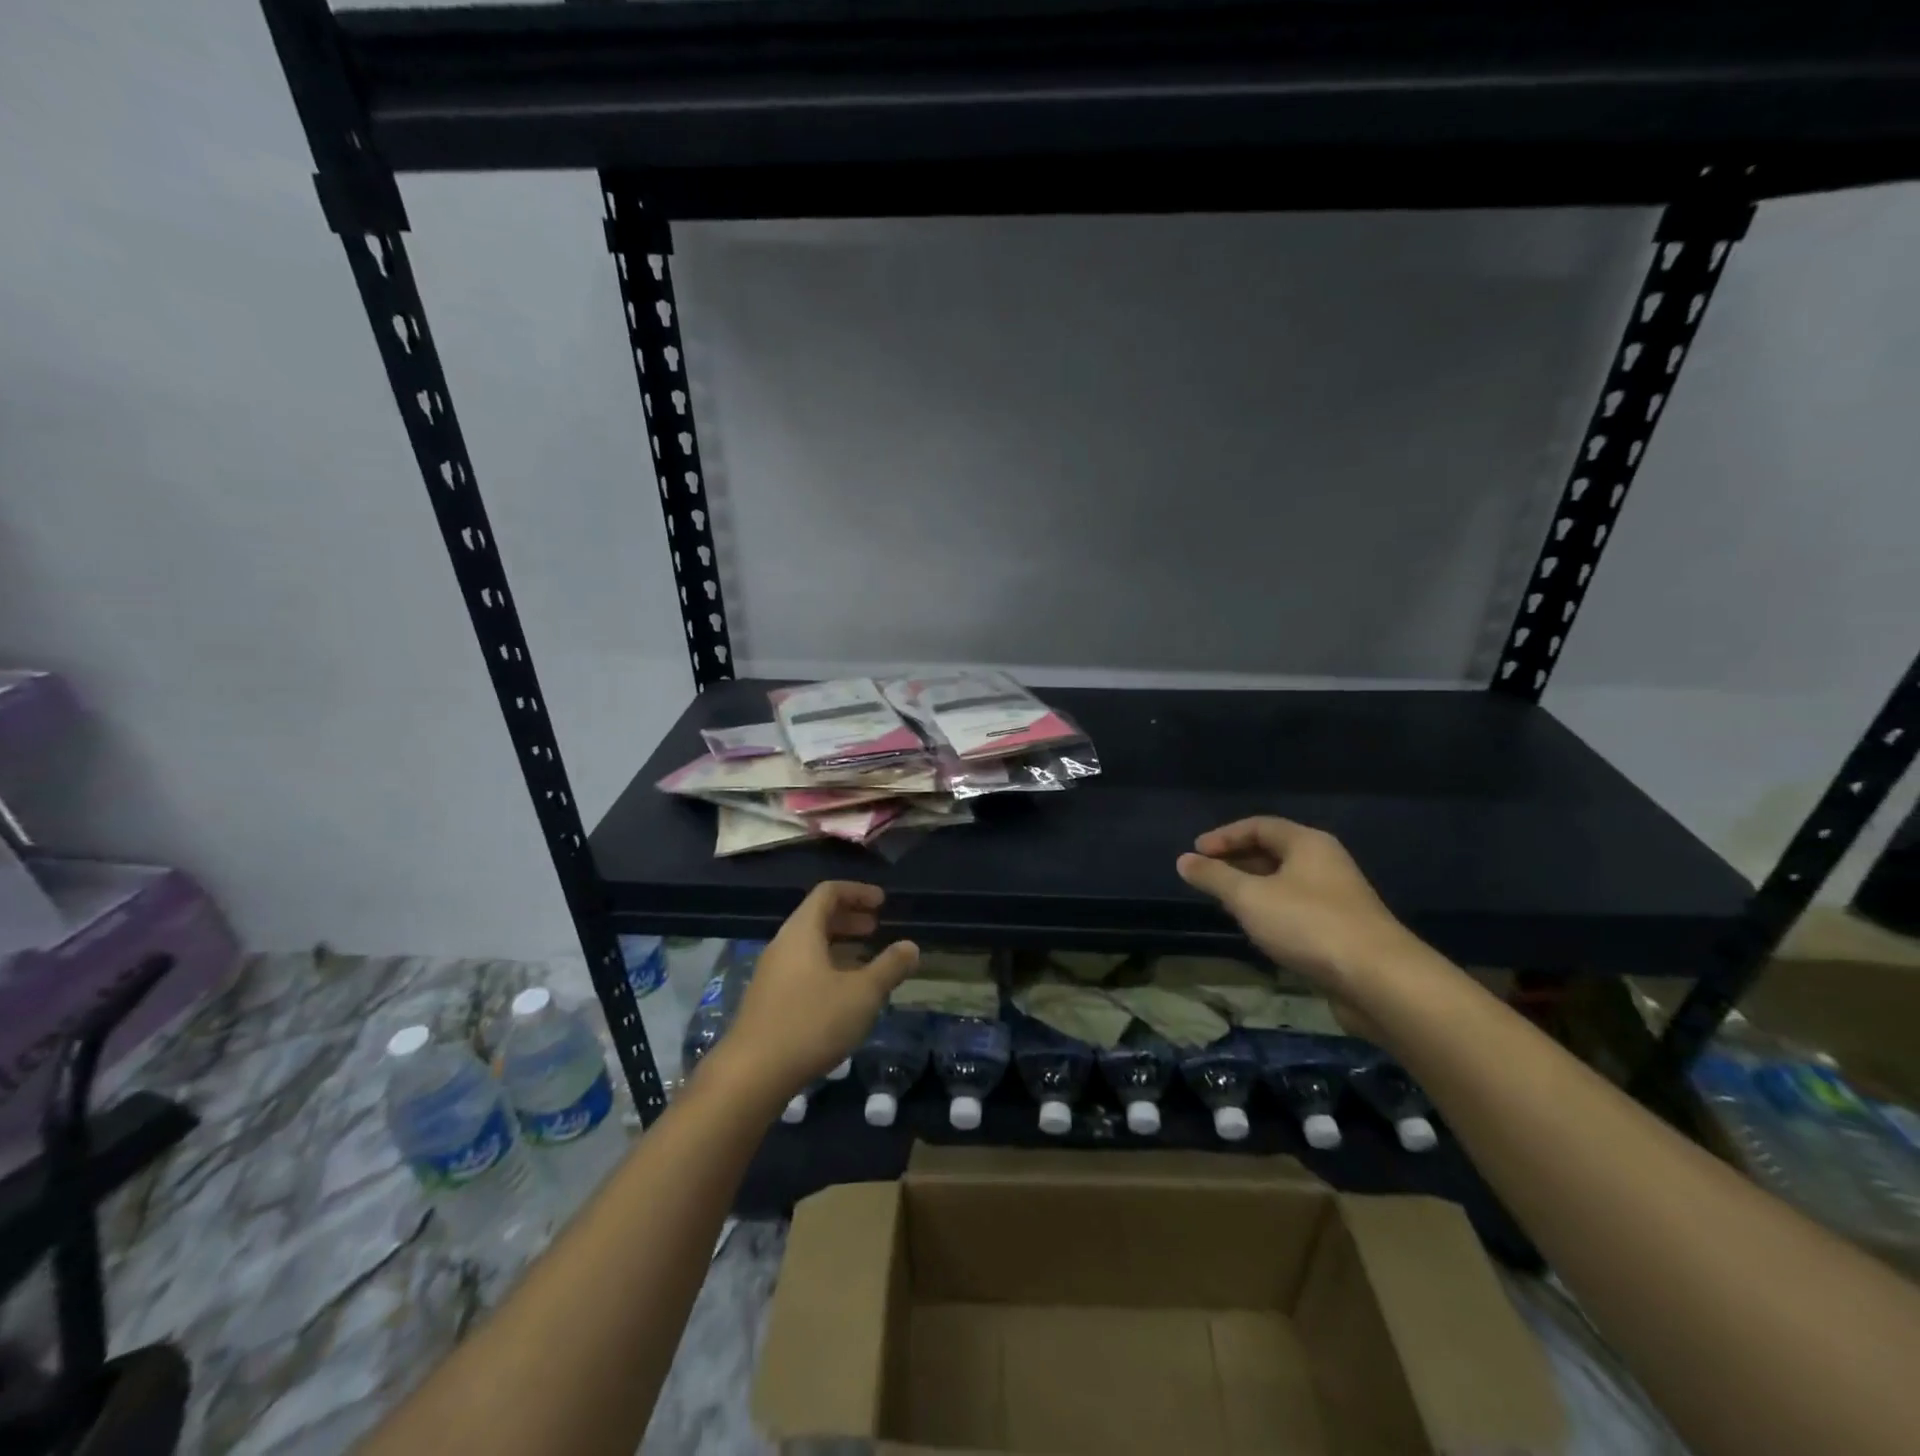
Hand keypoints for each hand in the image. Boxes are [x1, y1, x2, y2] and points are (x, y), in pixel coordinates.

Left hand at [708, 882, 917, 1105]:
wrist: (751, 1075)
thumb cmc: (811, 1023)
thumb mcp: (862, 994)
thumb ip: (889, 967)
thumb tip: (911, 946)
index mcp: (802, 932)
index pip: (828, 893)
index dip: (858, 892)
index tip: (882, 902)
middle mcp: (783, 946)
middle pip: (816, 917)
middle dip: (849, 918)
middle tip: (876, 927)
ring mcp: (771, 975)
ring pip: (809, 946)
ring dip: (839, 945)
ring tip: (866, 960)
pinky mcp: (768, 1001)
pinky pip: (801, 969)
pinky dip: (826, 967)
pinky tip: (843, 994)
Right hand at [1176, 817, 1422, 1006]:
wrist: (1378, 979)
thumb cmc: (1308, 924)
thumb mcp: (1249, 897)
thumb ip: (1214, 877)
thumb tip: (1183, 860)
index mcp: (1308, 843)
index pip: (1259, 826)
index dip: (1224, 836)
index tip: (1195, 853)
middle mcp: (1325, 863)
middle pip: (1274, 851)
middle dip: (1237, 861)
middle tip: (1207, 877)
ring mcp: (1337, 897)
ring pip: (1285, 882)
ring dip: (1253, 888)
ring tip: (1226, 903)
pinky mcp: (1342, 929)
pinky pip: (1297, 908)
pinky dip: (1272, 911)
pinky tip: (1259, 930)